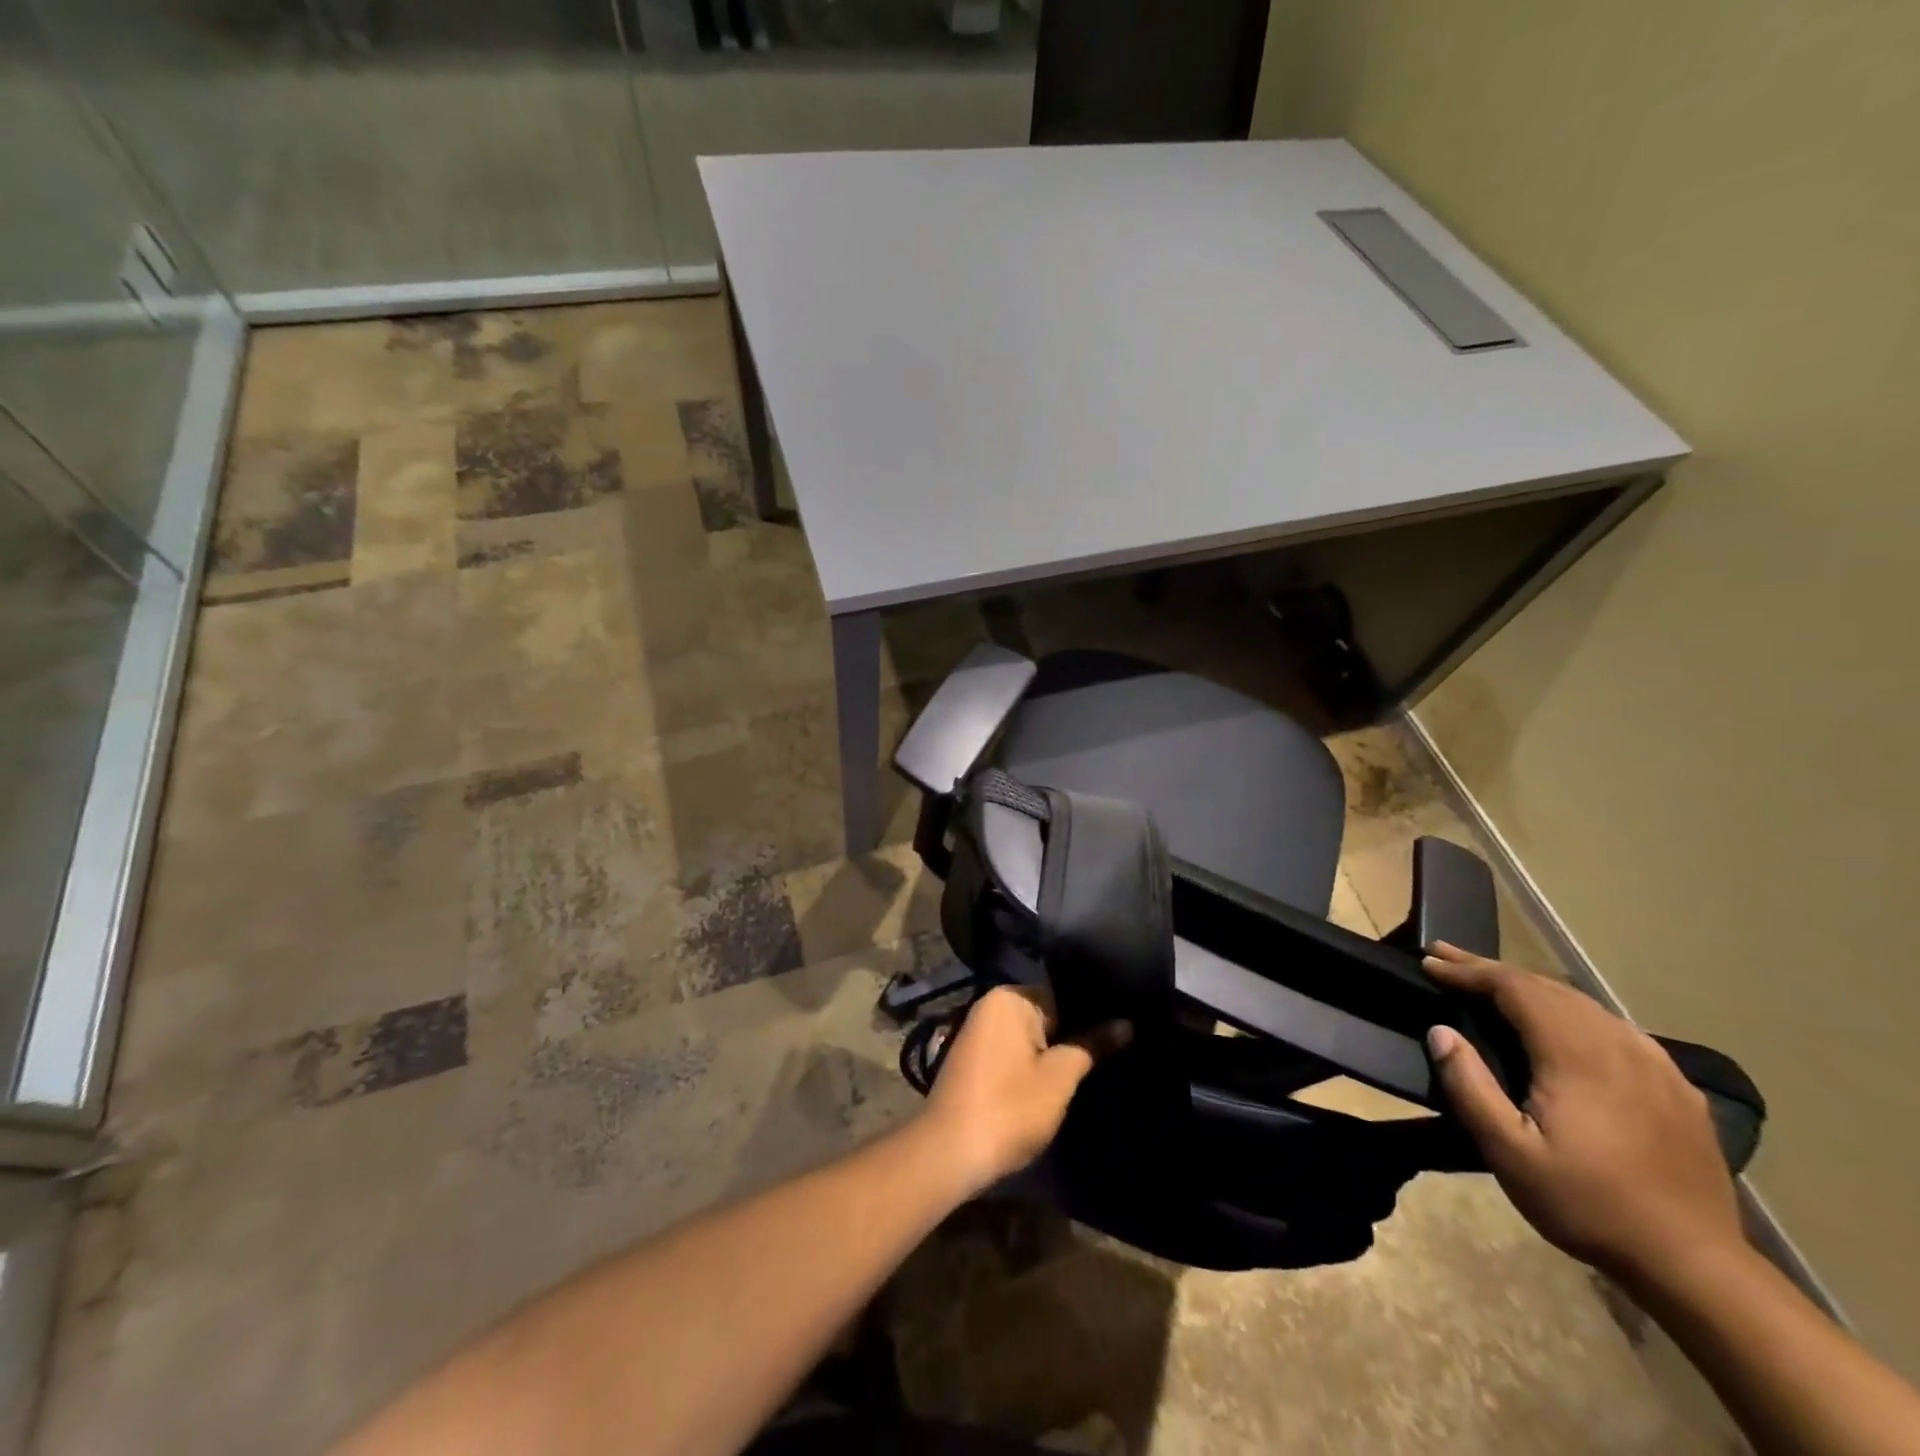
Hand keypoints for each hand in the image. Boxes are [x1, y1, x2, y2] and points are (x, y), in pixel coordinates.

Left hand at [922, 987, 1130, 1193]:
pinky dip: (1034, 1063)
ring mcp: (979, 1032)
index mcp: (1009, 998)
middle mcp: (990, 1006)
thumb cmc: (1009, 1107)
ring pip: (1031, 1036)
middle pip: (1047, 1014)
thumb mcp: (1059, 1078)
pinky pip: (1014, 1051)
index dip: (1093, 1013)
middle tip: (1117, 1048)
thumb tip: (1127, 1023)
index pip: (1063, 994)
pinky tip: (1057, 1081)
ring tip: (1096, 1063)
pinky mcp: (974, 1059)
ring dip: (1055, 1051)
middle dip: (1075, 1033)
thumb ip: (1092, 1045)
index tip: (1123, 1026)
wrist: (950, 1152)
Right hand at [1423, 942, 1744, 1287]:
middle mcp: (1619, 1044)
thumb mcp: (1509, 1153)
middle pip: (1547, 987)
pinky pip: (1614, 1028)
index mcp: (1577, 1054)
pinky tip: (1563, 1023)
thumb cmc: (1589, 1204)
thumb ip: (1470, 1086)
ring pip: (1583, 1004)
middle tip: (1447, 957)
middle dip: (1492, 969)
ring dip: (1531, 987)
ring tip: (1493, 983)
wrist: (1697, 1266)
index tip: (1428, 961)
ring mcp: (1655, 1065)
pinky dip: (1572, 1012)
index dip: (1468, 970)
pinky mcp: (1677, 1088)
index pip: (1514, 988)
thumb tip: (1440, 1031)